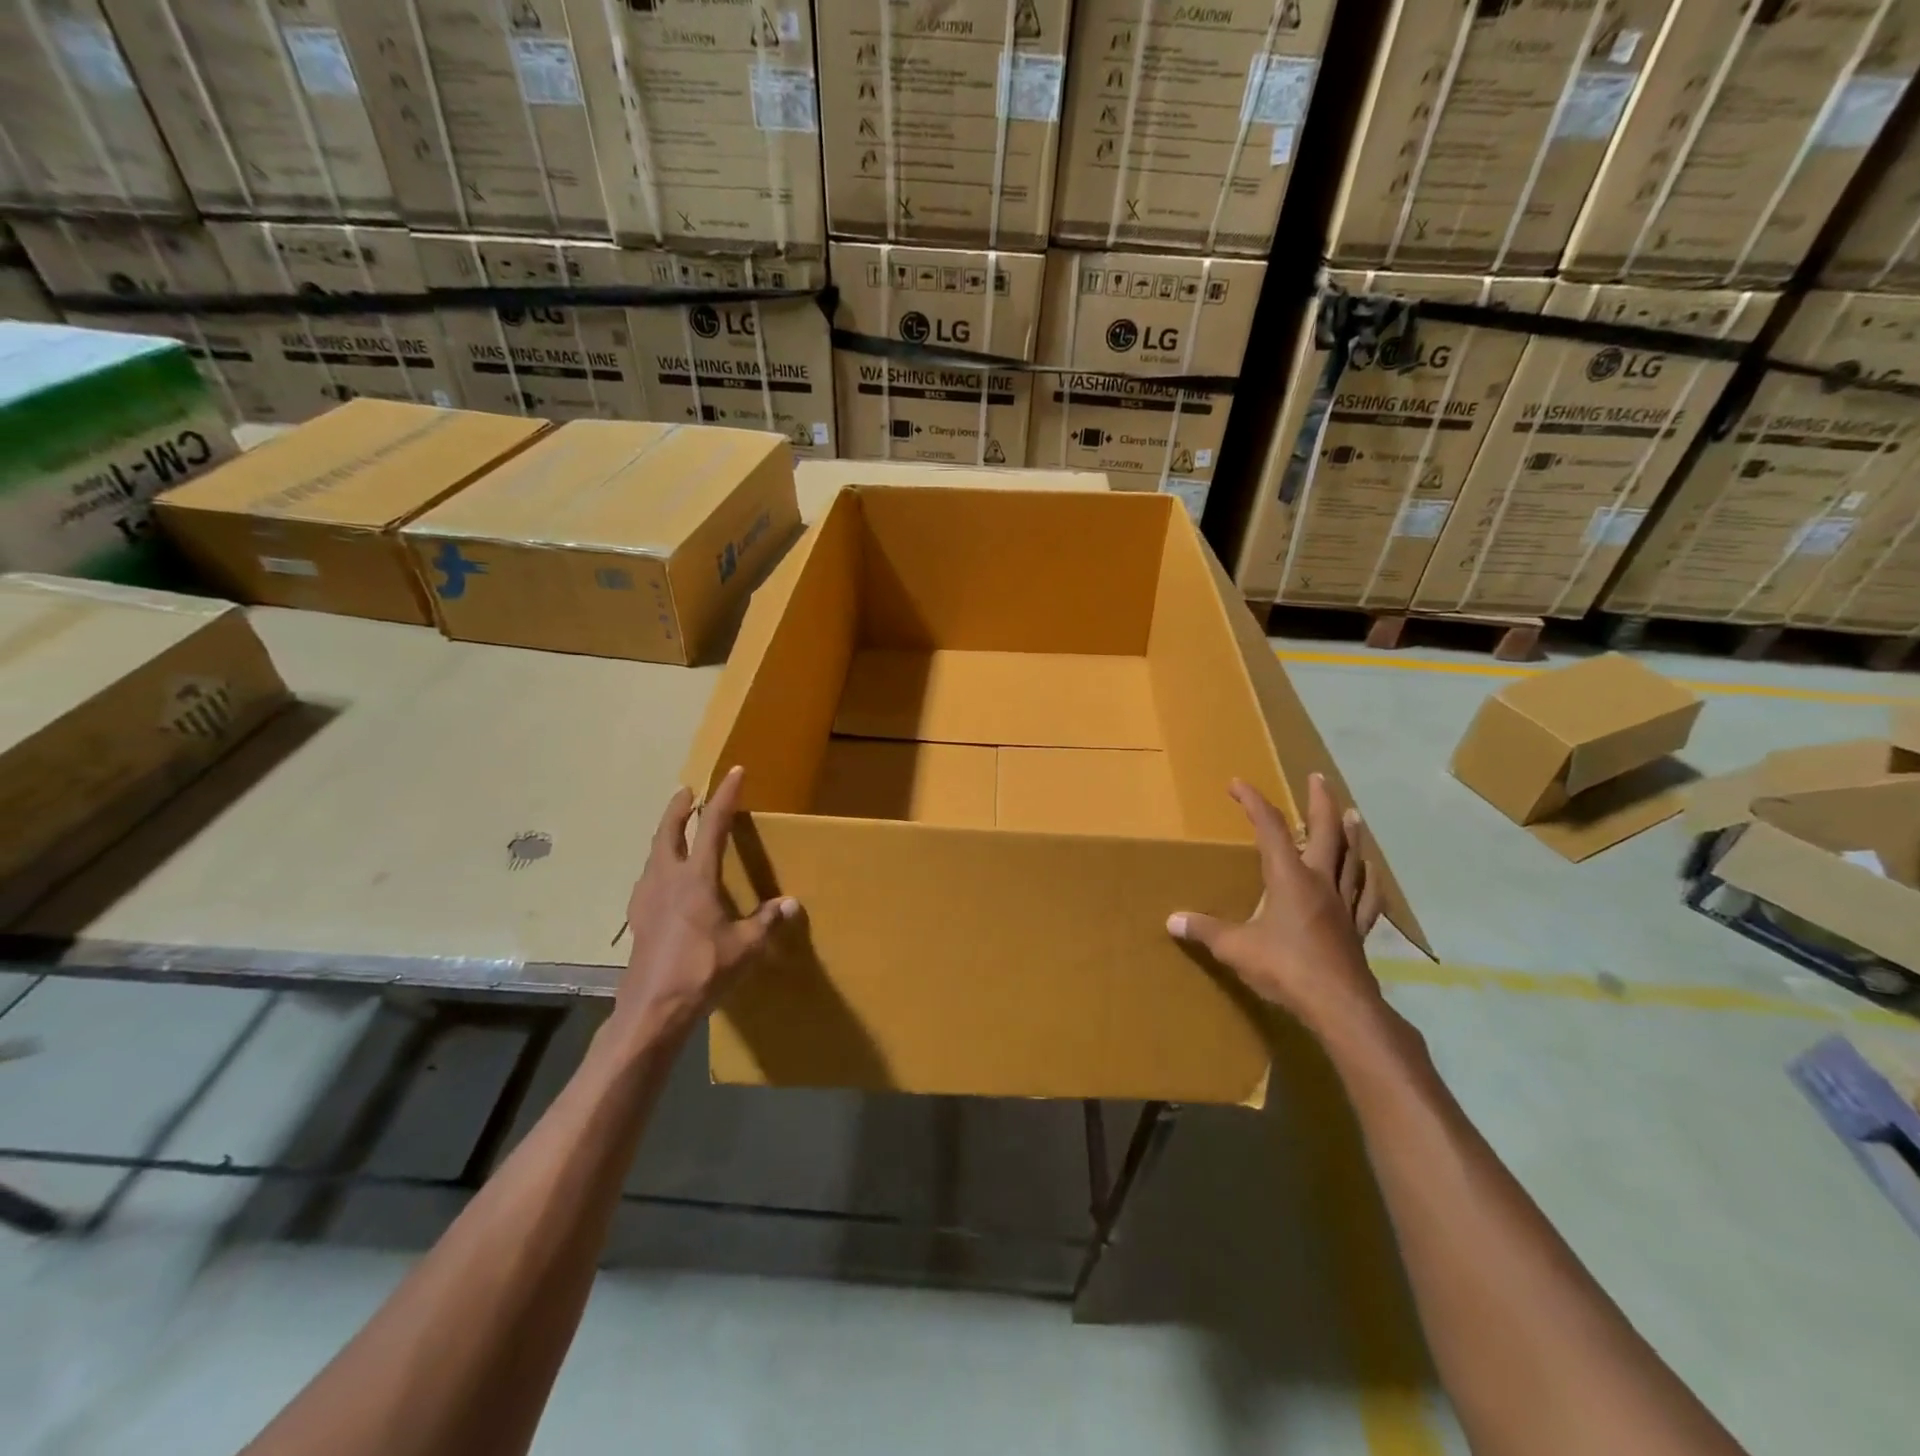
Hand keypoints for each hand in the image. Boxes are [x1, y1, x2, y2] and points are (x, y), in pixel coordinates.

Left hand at [612, 766, 798, 1044]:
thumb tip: (791, 903)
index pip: (713, 826)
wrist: (653, 1009)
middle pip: (667, 832)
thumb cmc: (703, 971)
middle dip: (678, 808)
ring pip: (653, 855)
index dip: (725, 797)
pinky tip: (662, 881)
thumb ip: (767, 921)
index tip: (734, 772)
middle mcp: (667, 880)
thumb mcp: (746, 947)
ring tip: (673, 831)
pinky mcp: (637, 920)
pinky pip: (647, 879)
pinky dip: (656, 866)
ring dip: (664, 835)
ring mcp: (646, 899)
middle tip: (686, 791)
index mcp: (696, 878)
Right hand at [1167, 773, 1388, 1041]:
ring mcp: (1343, 904)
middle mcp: (1320, 882)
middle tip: (1318, 777)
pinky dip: (1368, 879)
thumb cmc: (1285, 968)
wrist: (1340, 1006)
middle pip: (1324, 832)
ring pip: (1351, 858)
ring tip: (1351, 814)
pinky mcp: (1357, 929)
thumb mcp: (1236, 948)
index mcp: (1289, 877)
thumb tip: (1172, 920)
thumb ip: (1205, 931)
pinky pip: (1366, 896)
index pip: (1270, 828)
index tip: (1238, 783)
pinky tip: (1371, 872)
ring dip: (1350, 833)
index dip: (1254, 802)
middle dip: (1319, 802)